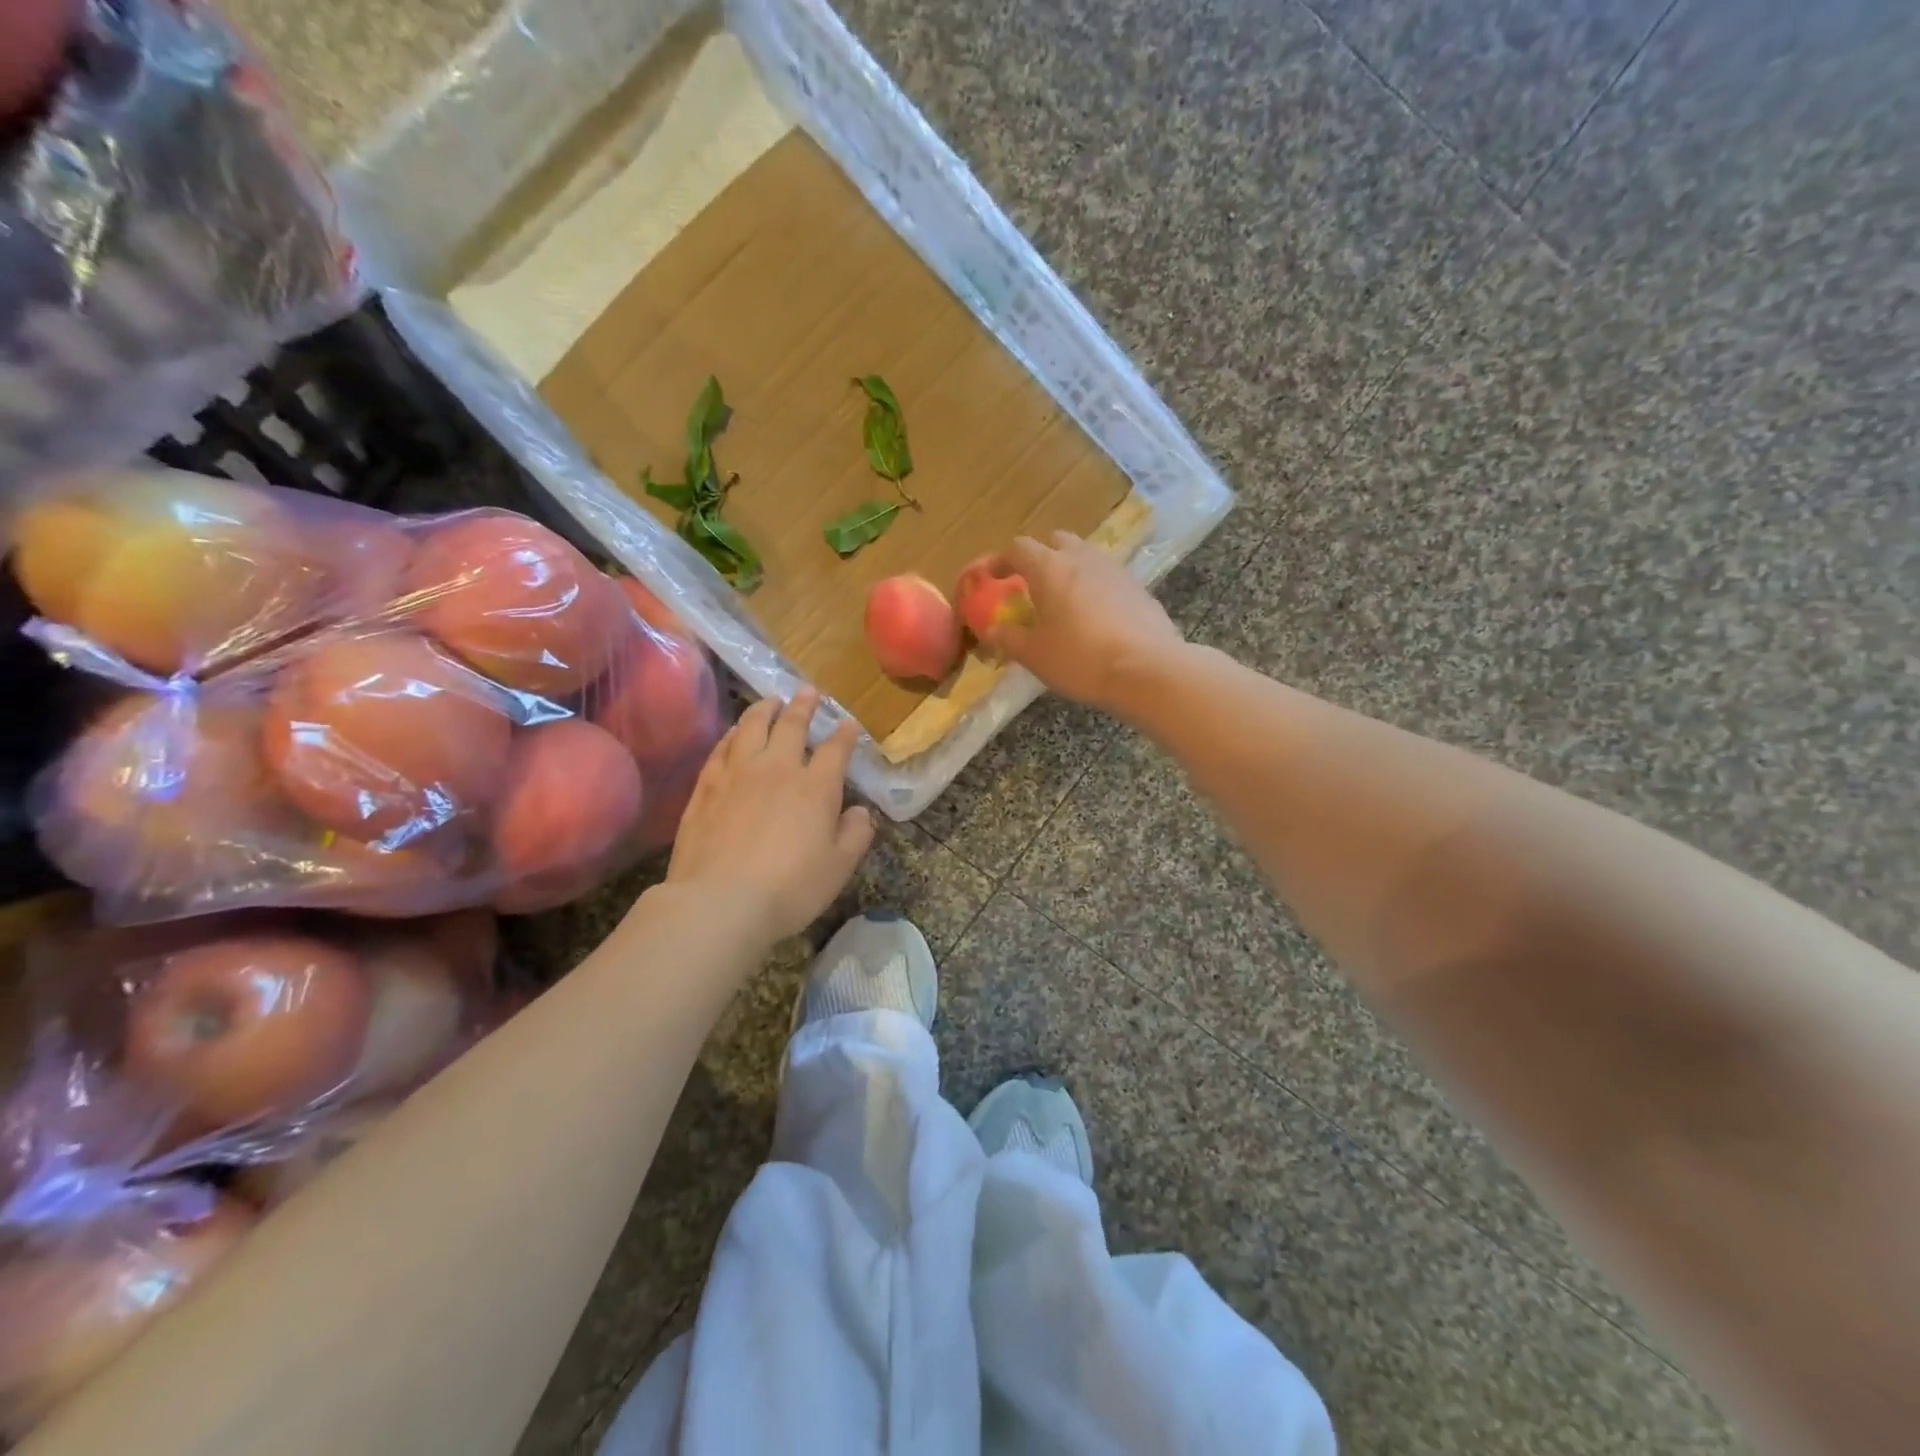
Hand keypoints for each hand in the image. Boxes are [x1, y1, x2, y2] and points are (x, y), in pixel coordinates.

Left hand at [667, 688, 874, 944]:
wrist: (720, 901)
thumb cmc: (790, 888)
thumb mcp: (838, 867)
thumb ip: (855, 834)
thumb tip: (861, 811)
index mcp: (816, 787)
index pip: (835, 749)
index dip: (845, 734)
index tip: (849, 723)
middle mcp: (777, 768)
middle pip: (792, 725)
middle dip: (804, 706)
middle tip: (809, 691)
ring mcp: (737, 773)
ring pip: (752, 727)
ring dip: (765, 709)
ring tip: (771, 701)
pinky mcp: (706, 786)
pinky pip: (722, 748)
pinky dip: (734, 733)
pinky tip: (735, 732)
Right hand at [980, 532, 1185, 710]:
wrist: (1147, 669)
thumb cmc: (1080, 659)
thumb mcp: (1035, 655)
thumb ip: (1009, 638)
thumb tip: (991, 628)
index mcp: (1050, 568)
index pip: (1019, 548)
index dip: (1001, 560)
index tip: (992, 576)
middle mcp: (1082, 558)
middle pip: (1055, 541)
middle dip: (1039, 556)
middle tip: (1030, 583)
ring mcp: (1115, 570)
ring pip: (1085, 556)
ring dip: (1069, 569)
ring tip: (1062, 599)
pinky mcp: (1138, 587)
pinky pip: (1107, 576)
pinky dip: (1093, 586)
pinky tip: (1094, 616)